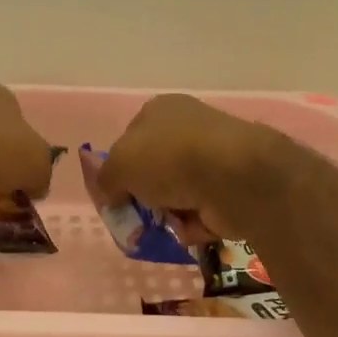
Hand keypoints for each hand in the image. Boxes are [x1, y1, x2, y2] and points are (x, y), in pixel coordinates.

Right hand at [96, 94, 278, 241]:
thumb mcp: (118, 165)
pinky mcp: (232, 185)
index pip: (130, 140)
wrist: (232, 177)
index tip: (116, 193)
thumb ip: (105, 179)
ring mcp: (214, 156)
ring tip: (168, 223)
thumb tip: (110, 193)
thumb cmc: (168, 159)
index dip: (120, 168)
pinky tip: (193, 226)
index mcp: (160, 110)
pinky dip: (195, 222)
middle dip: (146, 196)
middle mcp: (189, 127)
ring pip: (178, 193)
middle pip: (155, 170)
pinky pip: (202, 210)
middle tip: (138, 216)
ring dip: (170, 213)